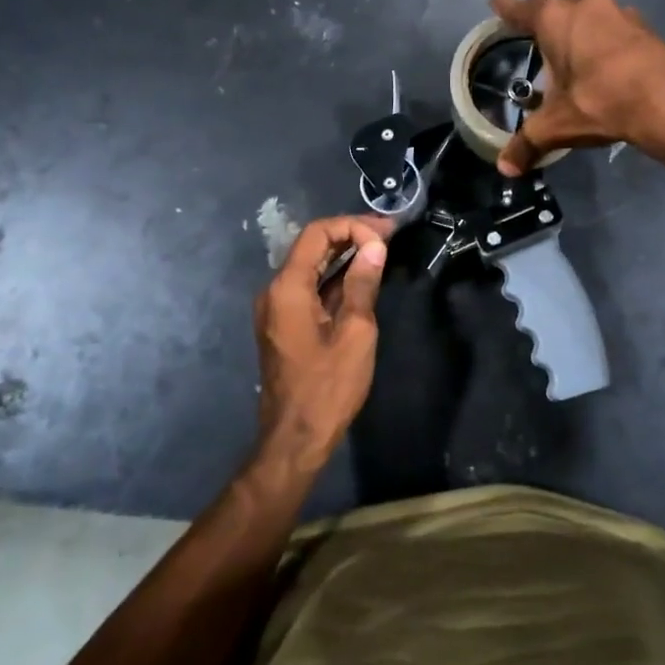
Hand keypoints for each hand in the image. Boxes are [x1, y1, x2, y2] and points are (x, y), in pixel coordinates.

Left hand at [253, 215, 390, 471]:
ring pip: (311, 266)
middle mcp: (275, 291)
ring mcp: (277, 309)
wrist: (295, 438)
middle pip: (311, 246)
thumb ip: (363, 284)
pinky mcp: (284, 324)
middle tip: (389, 235)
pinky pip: (309, 287)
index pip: (317, 234)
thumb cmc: (328, 386)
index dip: (352, 225)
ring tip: (381, 250)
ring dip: (344, 255)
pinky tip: (362, 278)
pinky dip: (335, 278)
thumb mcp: (355, 332)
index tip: (386, 235)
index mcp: (287, 288)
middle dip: (350, 235)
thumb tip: (375, 246)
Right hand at [489, 0, 664, 174]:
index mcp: (555, 18)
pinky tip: (603, 64)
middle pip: (555, 8)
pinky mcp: (644, 26)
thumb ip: (527, 143)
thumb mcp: (557, 126)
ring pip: (587, 16)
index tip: (497, 3)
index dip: (506, 9)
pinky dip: (602, 41)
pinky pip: (612, 28)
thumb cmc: (600, 102)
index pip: (521, 9)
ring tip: (569, 55)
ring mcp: (619, 12)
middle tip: (533, 40)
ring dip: (577, 30)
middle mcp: (585, 4)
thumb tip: (505, 169)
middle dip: (543, 22)